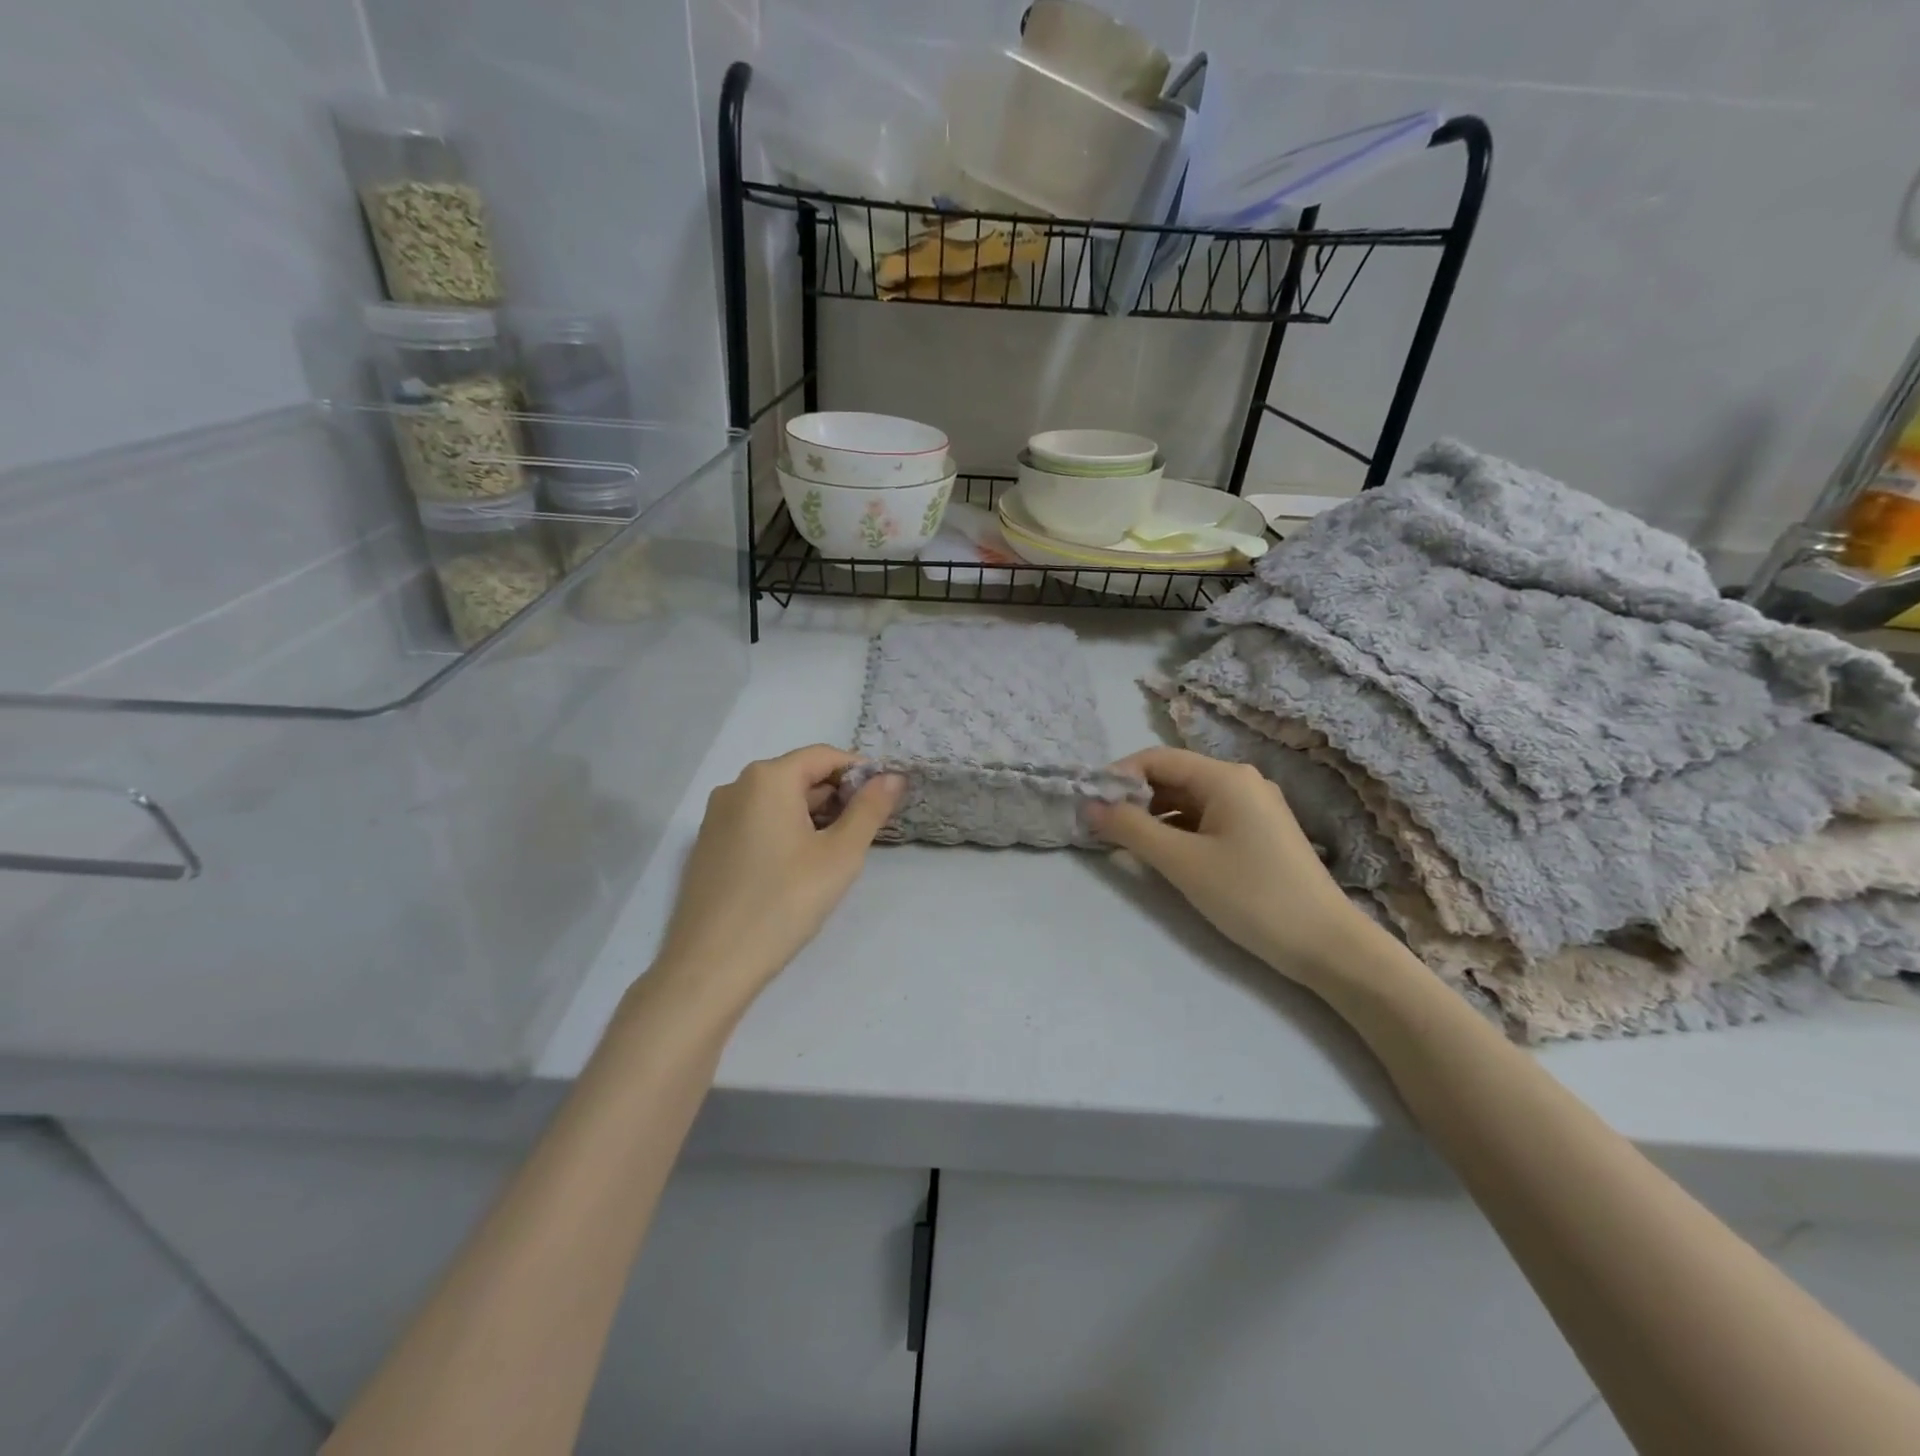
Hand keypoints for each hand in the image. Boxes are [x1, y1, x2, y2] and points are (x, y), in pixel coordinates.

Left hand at [653, 746, 903, 1009]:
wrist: (711, 965)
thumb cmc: (784, 902)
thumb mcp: (840, 855)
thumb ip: (869, 810)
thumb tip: (893, 777)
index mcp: (767, 778)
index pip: (824, 756)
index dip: (860, 774)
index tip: (884, 802)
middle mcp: (736, 786)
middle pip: (799, 776)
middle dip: (836, 797)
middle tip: (863, 834)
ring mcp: (716, 817)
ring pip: (777, 801)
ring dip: (811, 816)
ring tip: (834, 854)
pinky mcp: (708, 846)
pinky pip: (755, 822)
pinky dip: (784, 831)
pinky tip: (797, 868)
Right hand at [1087, 747, 1378, 987]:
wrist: (1327, 945)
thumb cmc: (1251, 895)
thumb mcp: (1182, 862)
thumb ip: (1131, 829)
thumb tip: (1089, 806)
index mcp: (1225, 777)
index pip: (1156, 759)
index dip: (1118, 777)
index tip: (1089, 806)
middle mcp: (1241, 782)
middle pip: (1173, 778)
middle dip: (1134, 799)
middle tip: (1101, 829)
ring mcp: (1254, 808)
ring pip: (1189, 801)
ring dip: (1154, 818)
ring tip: (1126, 845)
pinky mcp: (1260, 834)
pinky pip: (1207, 820)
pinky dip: (1179, 832)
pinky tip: (1164, 856)